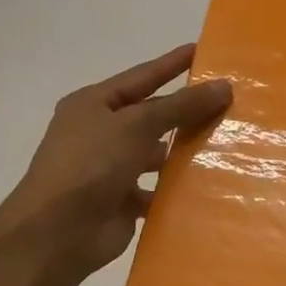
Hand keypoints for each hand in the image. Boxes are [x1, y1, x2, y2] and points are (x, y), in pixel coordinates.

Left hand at [0, 44, 231, 285]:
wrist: (57, 233)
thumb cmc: (91, 164)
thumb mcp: (138, 124)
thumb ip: (182, 105)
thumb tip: (224, 86)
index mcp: (94, 105)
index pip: (142, 77)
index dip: (172, 64)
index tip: (203, 51)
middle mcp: (100, 133)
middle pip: (152, 115)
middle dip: (186, 110)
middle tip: (229, 101)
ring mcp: (110, 169)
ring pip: (156, 153)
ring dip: (184, 150)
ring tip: (227, 142)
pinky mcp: (121, 201)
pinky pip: (157, 188)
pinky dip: (177, 186)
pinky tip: (209, 183)